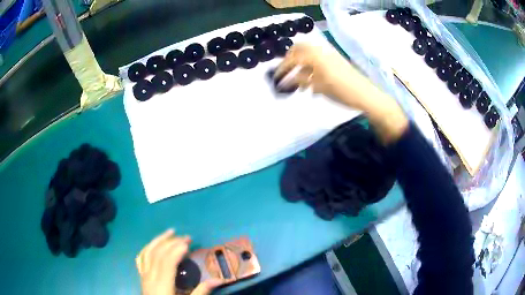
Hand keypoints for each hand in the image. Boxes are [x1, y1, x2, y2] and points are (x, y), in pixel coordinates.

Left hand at [136, 229, 221, 294]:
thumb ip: (201, 291)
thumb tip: (219, 279)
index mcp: (162, 284)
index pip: (167, 261)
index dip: (177, 250)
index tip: (188, 243)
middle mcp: (150, 276)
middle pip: (158, 254)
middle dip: (172, 242)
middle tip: (187, 237)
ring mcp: (144, 275)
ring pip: (148, 252)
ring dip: (159, 240)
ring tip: (170, 232)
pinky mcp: (142, 276)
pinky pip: (142, 257)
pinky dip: (149, 247)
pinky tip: (155, 243)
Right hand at [275, 43, 407, 143]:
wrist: (366, 95)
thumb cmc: (342, 91)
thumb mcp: (319, 87)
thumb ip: (301, 80)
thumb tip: (286, 80)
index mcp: (316, 56)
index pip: (294, 57)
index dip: (283, 66)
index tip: (276, 77)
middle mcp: (322, 51)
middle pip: (300, 48)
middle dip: (290, 59)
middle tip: (286, 72)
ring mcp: (330, 55)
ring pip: (309, 53)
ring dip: (301, 63)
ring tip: (299, 81)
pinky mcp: (336, 61)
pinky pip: (318, 59)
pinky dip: (311, 67)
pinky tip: (311, 83)